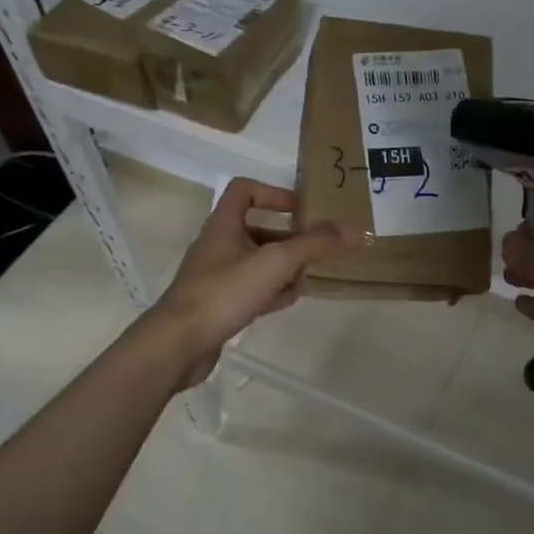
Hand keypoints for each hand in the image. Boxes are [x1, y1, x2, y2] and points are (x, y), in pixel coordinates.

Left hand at [140, 178, 361, 390]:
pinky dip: (270, 291)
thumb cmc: (224, 292)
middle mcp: (218, 245)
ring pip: (256, 262)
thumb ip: (315, 244)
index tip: (301, 209)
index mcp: (224, 225)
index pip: (245, 190)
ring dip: (282, 266)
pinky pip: (250, 289)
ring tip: (309, 275)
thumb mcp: (276, 262)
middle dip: (288, 237)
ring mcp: (216, 277)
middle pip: (256, 229)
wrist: (179, 343)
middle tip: (316, 248)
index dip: (274, 193)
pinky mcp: (218, 304)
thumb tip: (354, 228)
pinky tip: (288, 300)